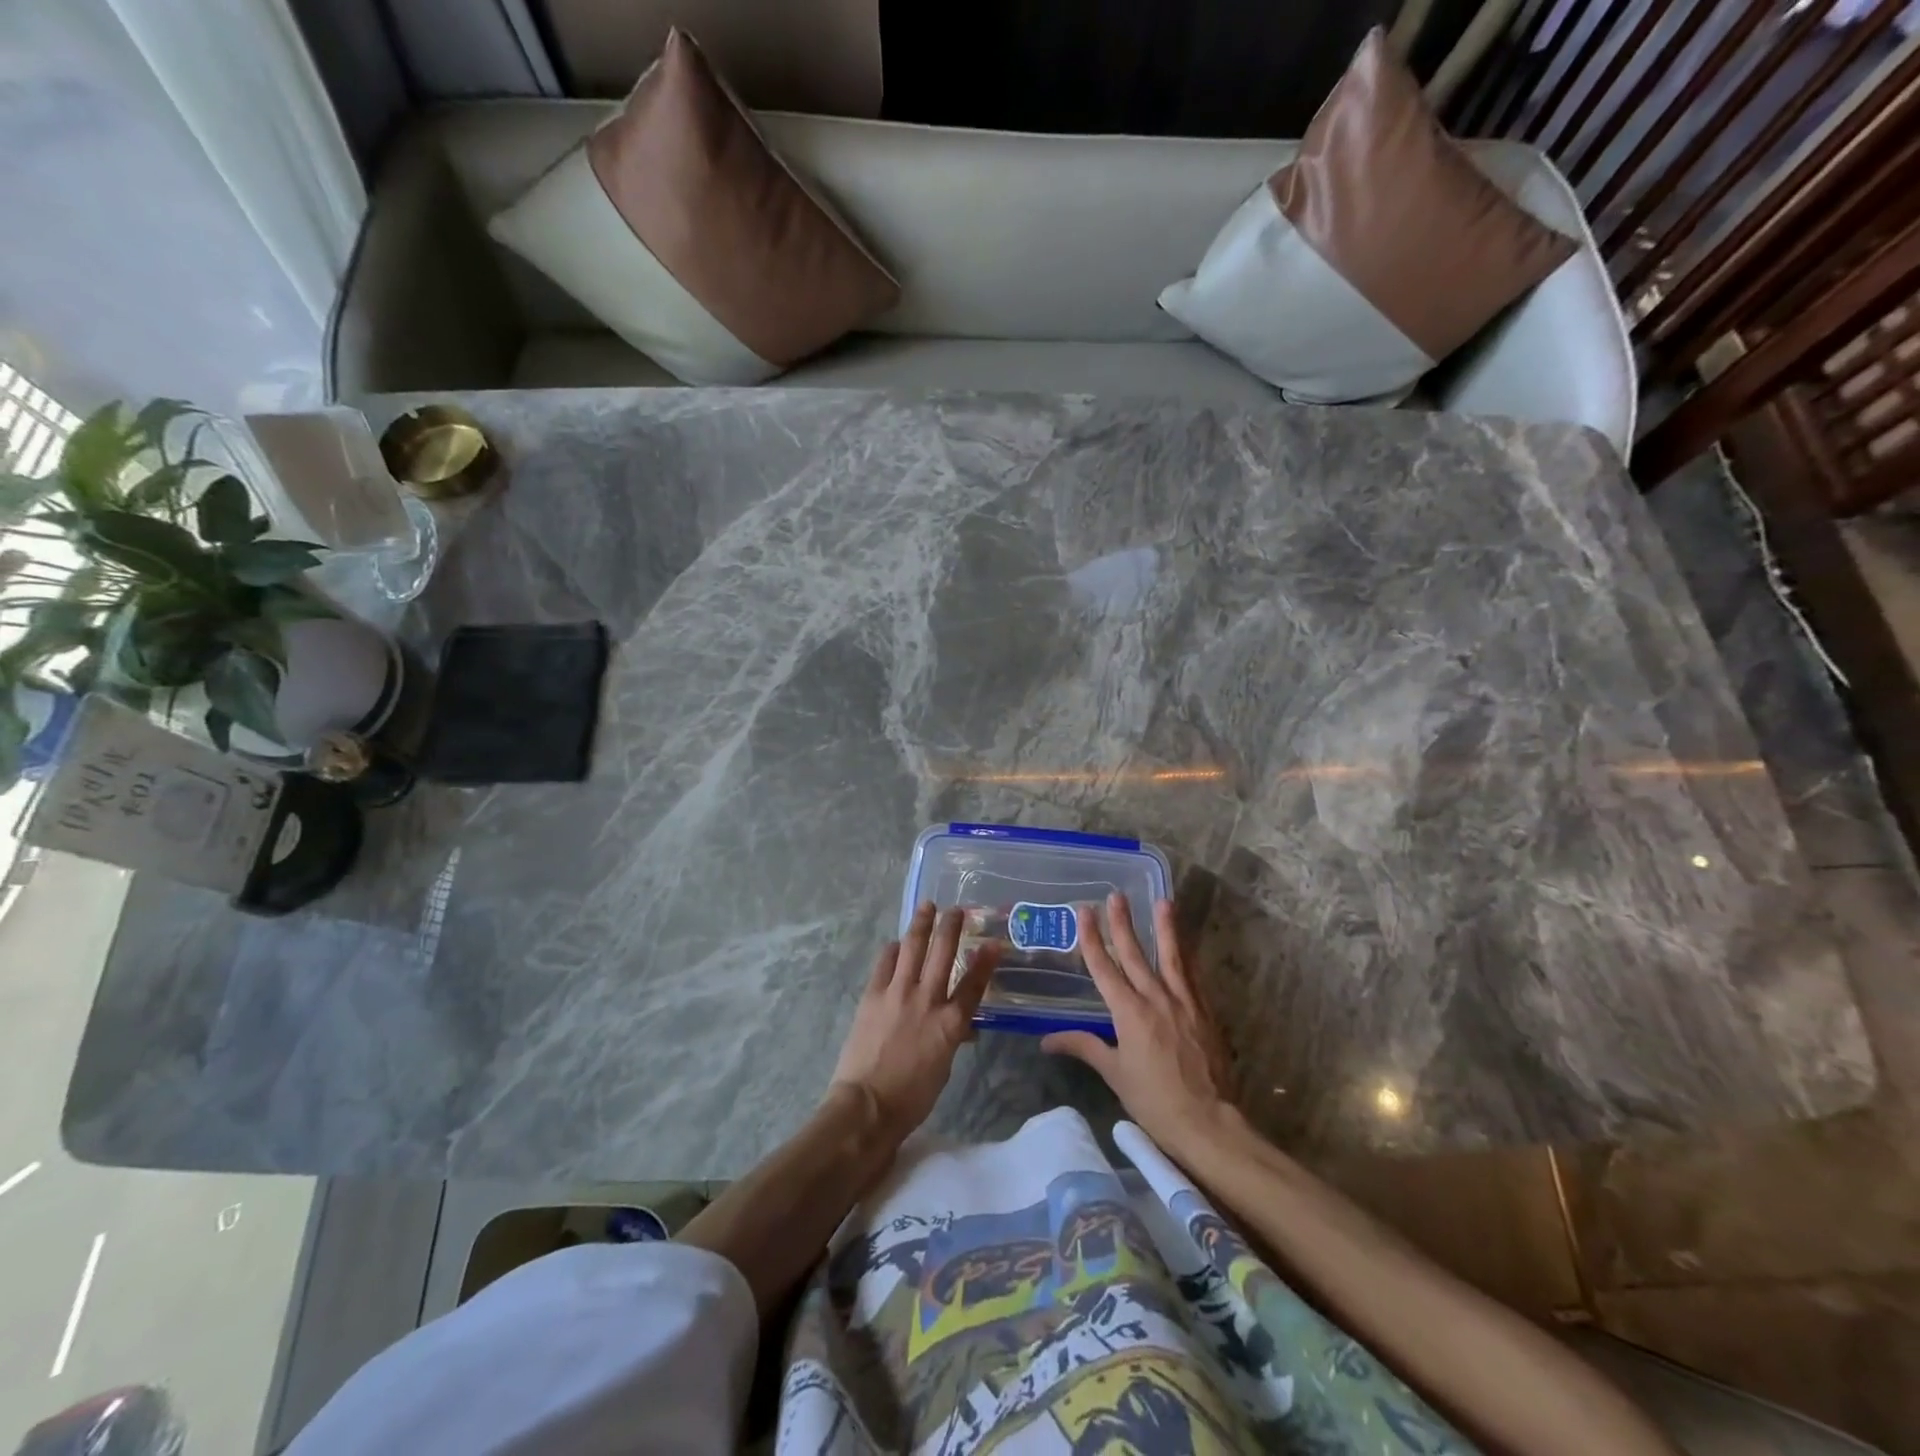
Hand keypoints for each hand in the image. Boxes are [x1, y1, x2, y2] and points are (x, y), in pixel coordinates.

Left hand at [829, 904, 999, 1142]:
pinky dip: (892, 950)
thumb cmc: (912, 1096)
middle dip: (952, 927)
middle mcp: (927, 1000)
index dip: (985, 960)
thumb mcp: (944, 1066)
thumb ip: (952, 1037)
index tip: (993, 941)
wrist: (867, 1105)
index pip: (974, 983)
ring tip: (927, 906)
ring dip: (921, 924)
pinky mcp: (873, 994)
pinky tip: (895, 944)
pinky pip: (885, 962)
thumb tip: (962, 1026)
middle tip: (957, 910)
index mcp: (950, 1023)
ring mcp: (898, 993)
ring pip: (913, 948)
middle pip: (943, 954)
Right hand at [1043, 893, 1239, 1152]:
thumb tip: (1046, 1040)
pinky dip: (1187, 956)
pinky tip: (1186, 945)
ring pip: (1172, 957)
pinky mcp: (1205, 1012)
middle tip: (1116, 896)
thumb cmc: (1154, 1101)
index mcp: (1129, 1012)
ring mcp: (1184, 1002)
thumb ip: (1084, 1047)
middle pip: (1135, 953)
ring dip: (1165, 927)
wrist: (1208, 1122)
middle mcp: (1155, 998)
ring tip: (1163, 901)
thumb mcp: (1114, 1074)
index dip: (1092, 938)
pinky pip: (1193, 976)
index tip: (1084, 912)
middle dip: (1123, 923)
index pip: (1104, 967)